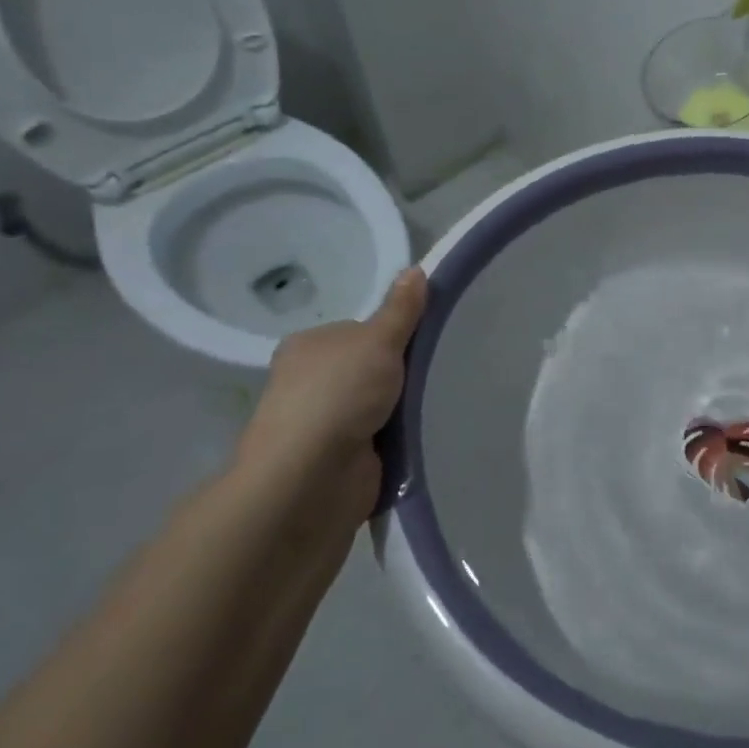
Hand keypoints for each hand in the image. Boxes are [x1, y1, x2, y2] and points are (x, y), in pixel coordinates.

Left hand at [235, 268, 426, 522]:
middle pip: (370, 369)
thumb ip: (401, 310)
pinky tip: (423, 436)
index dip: (393, 336)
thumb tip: (416, 269)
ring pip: (378, 406)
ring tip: (439, 404)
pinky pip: (380, 440)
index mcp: (309, 347)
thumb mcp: (378, 341)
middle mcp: (309, 383)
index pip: (360, 332)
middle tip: (439, 372)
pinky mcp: (338, 460)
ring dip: (404, 410)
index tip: (424, 343)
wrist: (311, 478)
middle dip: (401, 375)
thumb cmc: (339, 396)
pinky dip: (399, 440)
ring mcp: (322, 424)